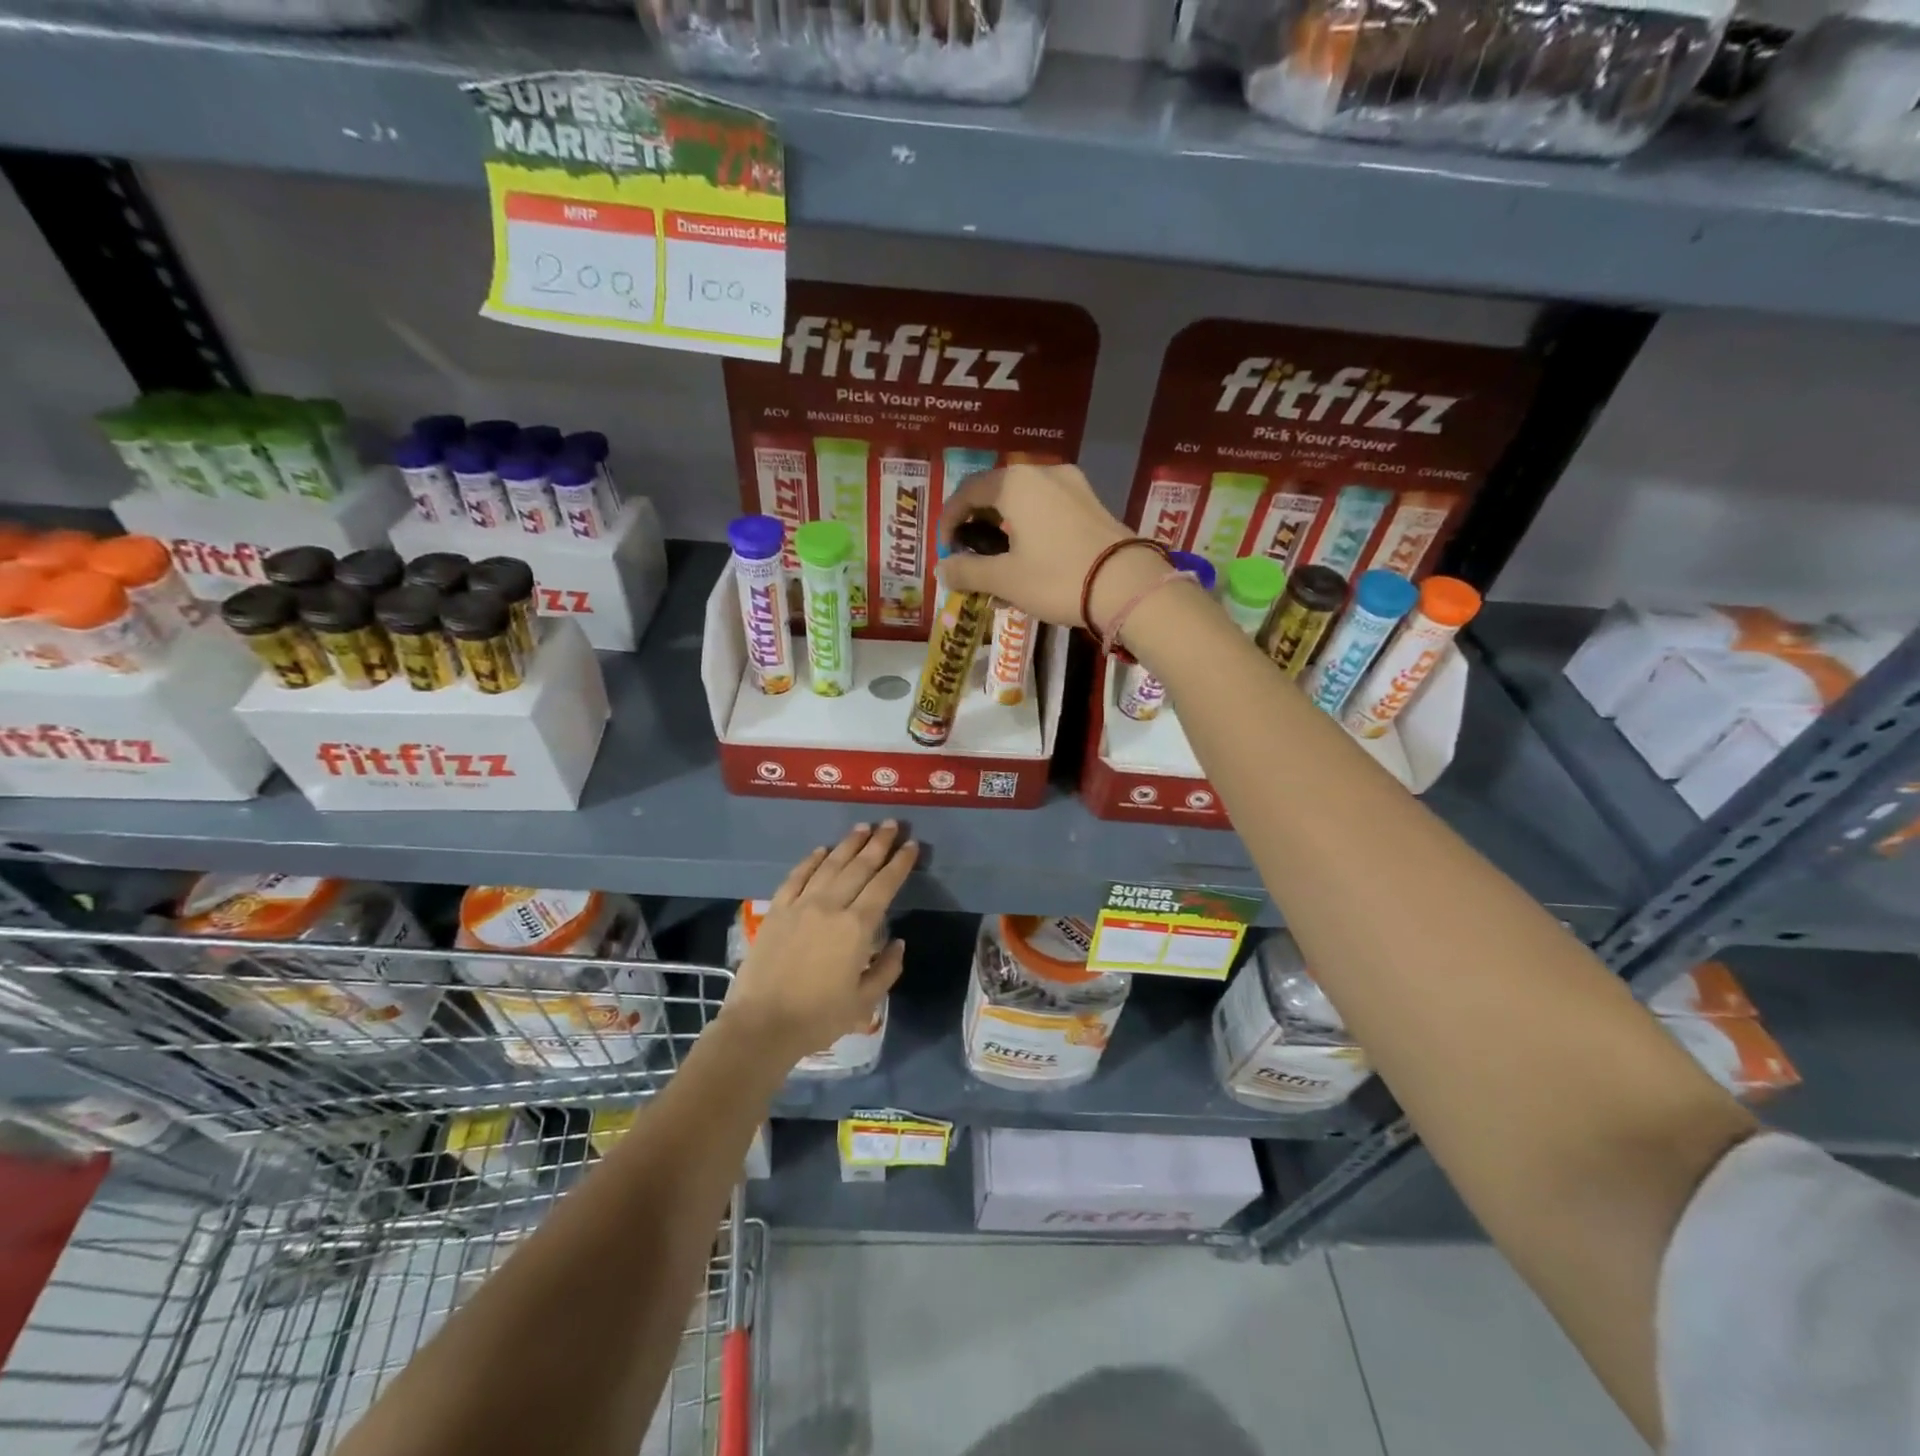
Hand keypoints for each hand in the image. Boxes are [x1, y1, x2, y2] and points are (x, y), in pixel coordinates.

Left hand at [722, 823, 917, 1065]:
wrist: (762, 1025)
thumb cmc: (818, 1018)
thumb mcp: (864, 1002)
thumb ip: (887, 969)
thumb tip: (897, 942)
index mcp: (857, 927)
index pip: (884, 885)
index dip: (900, 863)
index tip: (912, 845)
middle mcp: (831, 906)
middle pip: (859, 867)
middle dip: (879, 843)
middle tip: (892, 824)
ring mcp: (801, 905)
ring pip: (829, 865)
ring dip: (849, 844)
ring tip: (863, 827)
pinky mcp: (777, 910)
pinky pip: (796, 877)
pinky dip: (811, 860)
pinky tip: (821, 850)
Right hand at [938, 464, 1160, 632]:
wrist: (1127, 586)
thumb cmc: (1057, 578)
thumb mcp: (1005, 579)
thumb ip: (967, 571)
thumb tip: (941, 569)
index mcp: (1015, 483)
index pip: (968, 491)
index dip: (950, 519)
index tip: (946, 548)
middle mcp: (1043, 472)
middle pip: (997, 492)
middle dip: (979, 522)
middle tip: (970, 552)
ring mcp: (1073, 485)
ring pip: (1025, 500)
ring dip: (1006, 526)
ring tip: (1001, 560)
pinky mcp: (1093, 502)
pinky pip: (1049, 508)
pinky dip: (1032, 527)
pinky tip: (1032, 556)